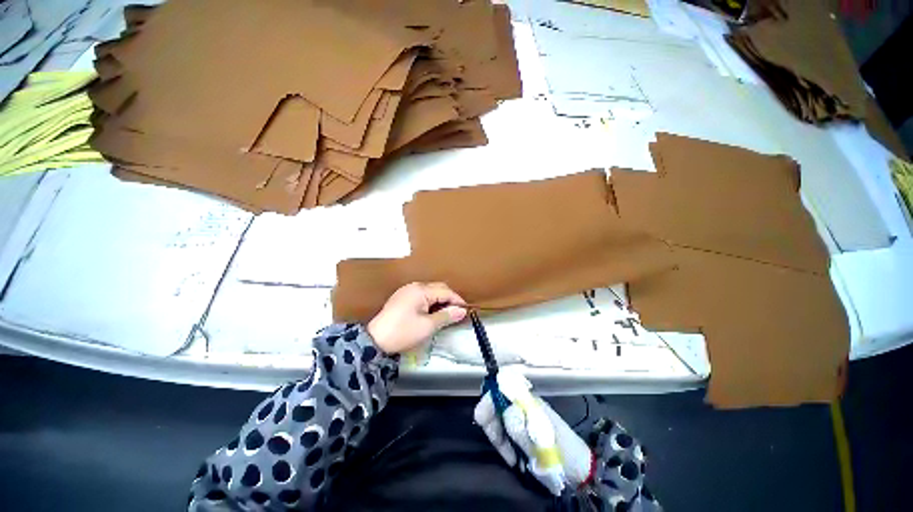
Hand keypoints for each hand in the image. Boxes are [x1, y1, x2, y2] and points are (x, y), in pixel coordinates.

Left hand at [367, 282, 467, 353]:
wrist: (375, 341)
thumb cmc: (403, 332)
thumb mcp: (428, 326)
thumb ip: (447, 316)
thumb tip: (462, 311)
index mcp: (421, 290)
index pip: (445, 291)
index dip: (457, 300)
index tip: (465, 311)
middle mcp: (414, 286)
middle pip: (438, 288)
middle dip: (449, 300)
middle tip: (456, 313)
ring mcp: (406, 290)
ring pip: (430, 291)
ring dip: (440, 301)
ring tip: (445, 314)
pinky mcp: (402, 297)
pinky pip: (421, 295)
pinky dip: (430, 302)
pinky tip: (431, 313)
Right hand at [474, 371, 592, 495]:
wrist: (581, 468)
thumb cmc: (563, 450)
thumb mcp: (541, 440)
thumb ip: (519, 426)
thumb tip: (501, 411)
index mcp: (527, 400)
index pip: (500, 388)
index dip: (488, 399)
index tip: (481, 419)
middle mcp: (522, 403)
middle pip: (495, 404)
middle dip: (492, 424)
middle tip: (501, 448)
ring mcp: (522, 416)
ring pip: (498, 419)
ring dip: (499, 438)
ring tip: (511, 458)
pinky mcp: (522, 430)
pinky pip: (505, 432)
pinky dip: (505, 444)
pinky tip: (514, 458)